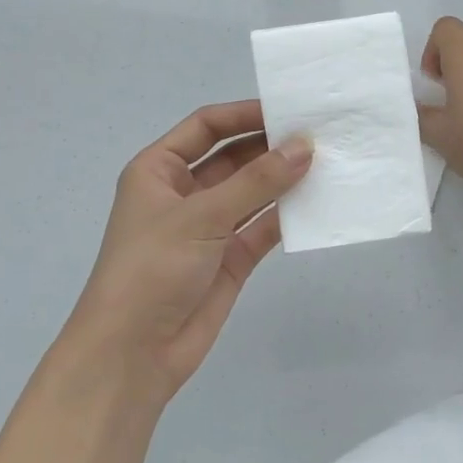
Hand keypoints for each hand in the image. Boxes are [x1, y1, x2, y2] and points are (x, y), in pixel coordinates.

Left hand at [57, 102, 310, 406]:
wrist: (133, 353)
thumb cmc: (152, 268)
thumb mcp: (202, 216)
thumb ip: (257, 181)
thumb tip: (304, 146)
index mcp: (159, 170)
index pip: (206, 127)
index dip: (244, 114)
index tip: (288, 109)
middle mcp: (185, 193)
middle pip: (233, 157)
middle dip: (271, 146)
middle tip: (319, 134)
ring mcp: (210, 227)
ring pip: (253, 192)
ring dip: (284, 179)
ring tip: (328, 162)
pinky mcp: (231, 258)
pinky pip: (264, 226)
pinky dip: (288, 215)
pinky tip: (319, 202)